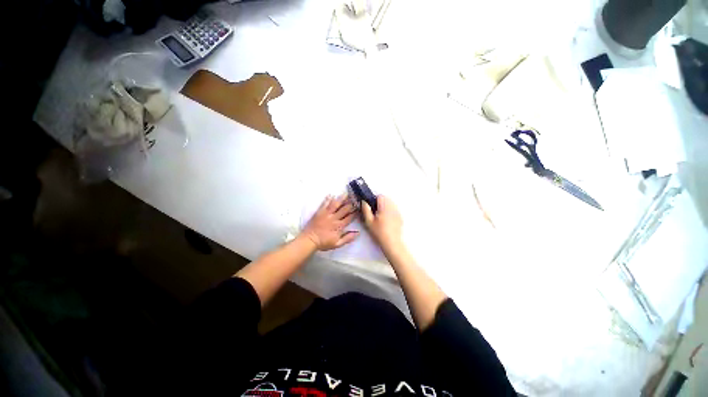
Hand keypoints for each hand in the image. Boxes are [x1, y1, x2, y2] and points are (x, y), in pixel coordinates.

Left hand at [303, 194, 358, 250]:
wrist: (309, 240)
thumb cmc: (323, 243)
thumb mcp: (337, 244)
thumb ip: (347, 238)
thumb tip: (358, 233)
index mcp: (339, 226)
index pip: (350, 217)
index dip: (356, 212)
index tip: (360, 207)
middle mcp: (334, 218)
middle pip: (345, 209)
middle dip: (351, 203)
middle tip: (355, 197)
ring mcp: (327, 214)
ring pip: (335, 204)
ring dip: (341, 198)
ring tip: (346, 193)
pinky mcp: (319, 212)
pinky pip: (324, 204)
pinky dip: (328, 199)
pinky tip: (331, 194)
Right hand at [362, 195, 402, 249]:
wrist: (392, 243)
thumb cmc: (379, 232)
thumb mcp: (369, 221)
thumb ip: (366, 209)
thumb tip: (364, 201)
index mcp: (384, 207)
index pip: (381, 196)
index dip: (375, 199)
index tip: (372, 206)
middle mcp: (392, 207)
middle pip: (386, 199)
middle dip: (380, 202)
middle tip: (375, 212)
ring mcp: (397, 212)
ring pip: (391, 204)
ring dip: (386, 206)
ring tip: (381, 216)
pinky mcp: (400, 217)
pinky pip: (394, 210)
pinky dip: (390, 211)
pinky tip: (387, 220)